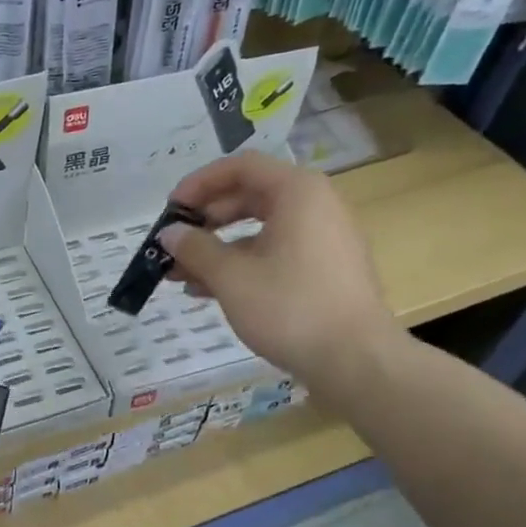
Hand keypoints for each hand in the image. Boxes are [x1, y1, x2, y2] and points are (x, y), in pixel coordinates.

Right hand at [160, 152, 401, 396]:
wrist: (355, 359)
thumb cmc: (290, 307)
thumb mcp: (231, 277)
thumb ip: (195, 249)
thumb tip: (169, 233)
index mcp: (297, 192)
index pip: (240, 167)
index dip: (199, 183)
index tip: (171, 210)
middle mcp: (315, 205)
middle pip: (249, 196)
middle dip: (205, 221)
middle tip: (174, 243)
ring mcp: (323, 239)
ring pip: (260, 230)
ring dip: (218, 248)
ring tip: (182, 275)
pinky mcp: (325, 269)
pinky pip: (275, 253)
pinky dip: (242, 264)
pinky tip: (211, 292)